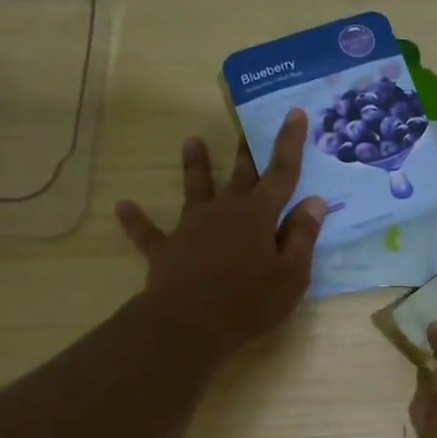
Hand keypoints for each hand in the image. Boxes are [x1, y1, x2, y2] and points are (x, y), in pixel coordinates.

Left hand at [116, 110, 325, 360]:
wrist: (190, 324)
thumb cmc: (249, 302)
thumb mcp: (291, 275)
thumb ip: (303, 237)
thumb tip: (314, 201)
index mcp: (258, 215)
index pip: (281, 173)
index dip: (289, 143)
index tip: (294, 113)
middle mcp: (225, 211)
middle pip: (240, 175)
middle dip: (247, 151)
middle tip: (247, 126)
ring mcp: (192, 227)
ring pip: (195, 189)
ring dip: (195, 165)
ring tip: (190, 140)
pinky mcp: (166, 249)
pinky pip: (148, 232)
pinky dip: (136, 220)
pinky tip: (122, 206)